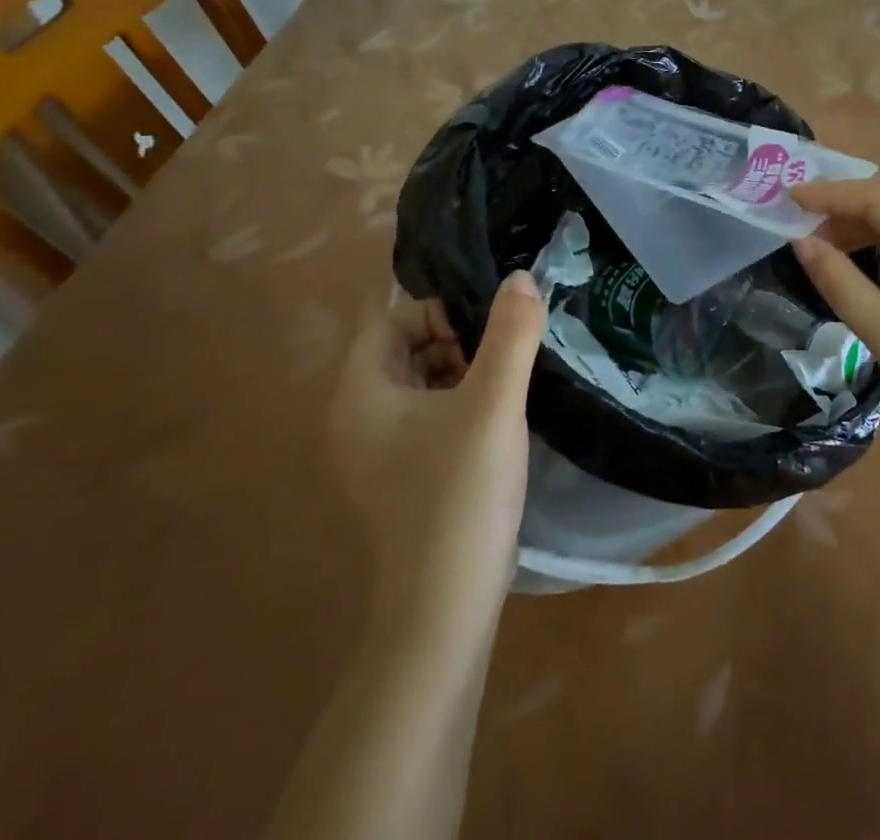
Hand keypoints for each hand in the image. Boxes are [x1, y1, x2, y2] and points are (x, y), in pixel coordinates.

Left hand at [327, 273, 545, 619]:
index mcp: (361, 393)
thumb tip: (521, 277)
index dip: (438, 313)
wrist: (448, 602)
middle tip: (500, 361)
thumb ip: (510, 334)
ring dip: (464, 371)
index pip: (390, 320)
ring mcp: (380, 448)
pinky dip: (461, 402)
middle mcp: (359, 416)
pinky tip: (497, 419)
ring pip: (422, 380)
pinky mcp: (405, 470)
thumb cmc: (461, 491)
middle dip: (455, 341)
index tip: (485, 334)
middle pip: (405, 347)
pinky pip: (430, 413)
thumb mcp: (493, 403)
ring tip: (505, 386)